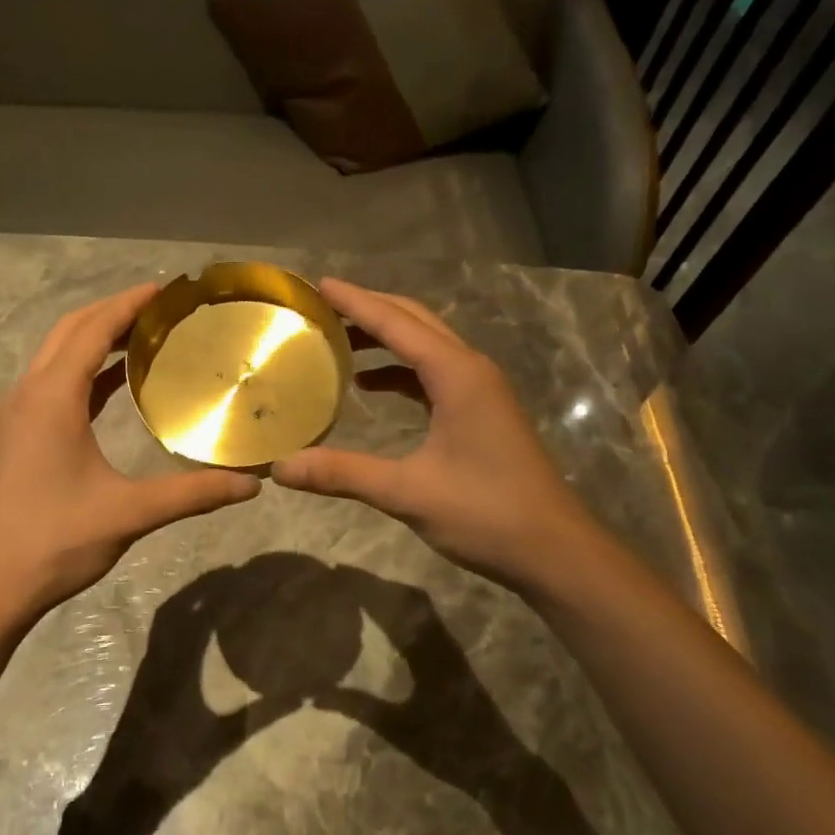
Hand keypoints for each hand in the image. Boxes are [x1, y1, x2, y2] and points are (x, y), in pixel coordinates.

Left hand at [0, 284, 260, 627]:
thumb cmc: (53, 541)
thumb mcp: (128, 513)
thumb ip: (192, 494)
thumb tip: (251, 485)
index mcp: (51, 397)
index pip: (93, 329)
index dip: (130, 304)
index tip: (168, 288)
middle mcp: (29, 394)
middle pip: (71, 331)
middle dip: (114, 311)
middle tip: (164, 308)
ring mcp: (18, 415)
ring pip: (57, 356)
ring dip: (96, 338)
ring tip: (146, 336)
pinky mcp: (17, 437)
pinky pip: (54, 384)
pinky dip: (86, 371)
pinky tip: (116, 384)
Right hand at [272, 279, 607, 602]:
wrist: (554, 551)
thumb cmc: (486, 514)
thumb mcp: (408, 493)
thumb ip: (343, 473)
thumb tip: (280, 467)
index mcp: (457, 375)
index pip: (397, 323)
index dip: (355, 301)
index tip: (317, 283)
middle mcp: (470, 370)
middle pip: (415, 321)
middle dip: (369, 309)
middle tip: (321, 306)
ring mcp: (479, 390)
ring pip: (426, 345)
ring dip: (385, 337)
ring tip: (337, 339)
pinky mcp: (480, 411)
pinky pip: (433, 373)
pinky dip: (400, 370)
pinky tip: (370, 385)